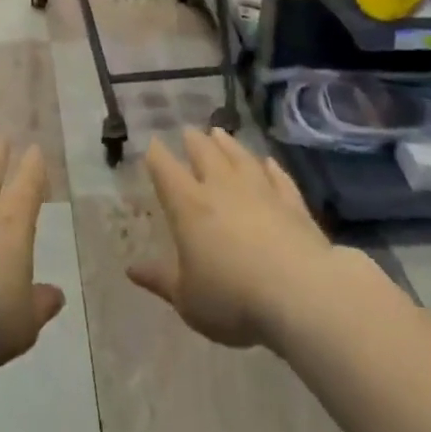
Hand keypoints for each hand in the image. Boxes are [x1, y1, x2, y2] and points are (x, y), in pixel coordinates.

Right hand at [127, 128, 336, 348]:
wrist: (299, 292)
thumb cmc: (232, 298)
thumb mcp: (187, 300)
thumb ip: (160, 280)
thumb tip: (131, 268)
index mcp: (189, 206)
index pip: (166, 171)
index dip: (157, 156)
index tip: (152, 143)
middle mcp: (222, 188)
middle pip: (205, 154)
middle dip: (194, 141)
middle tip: (188, 131)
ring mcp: (260, 190)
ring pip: (240, 157)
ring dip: (228, 144)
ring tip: (219, 132)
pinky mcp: (292, 202)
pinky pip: (278, 177)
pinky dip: (271, 167)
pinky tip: (268, 162)